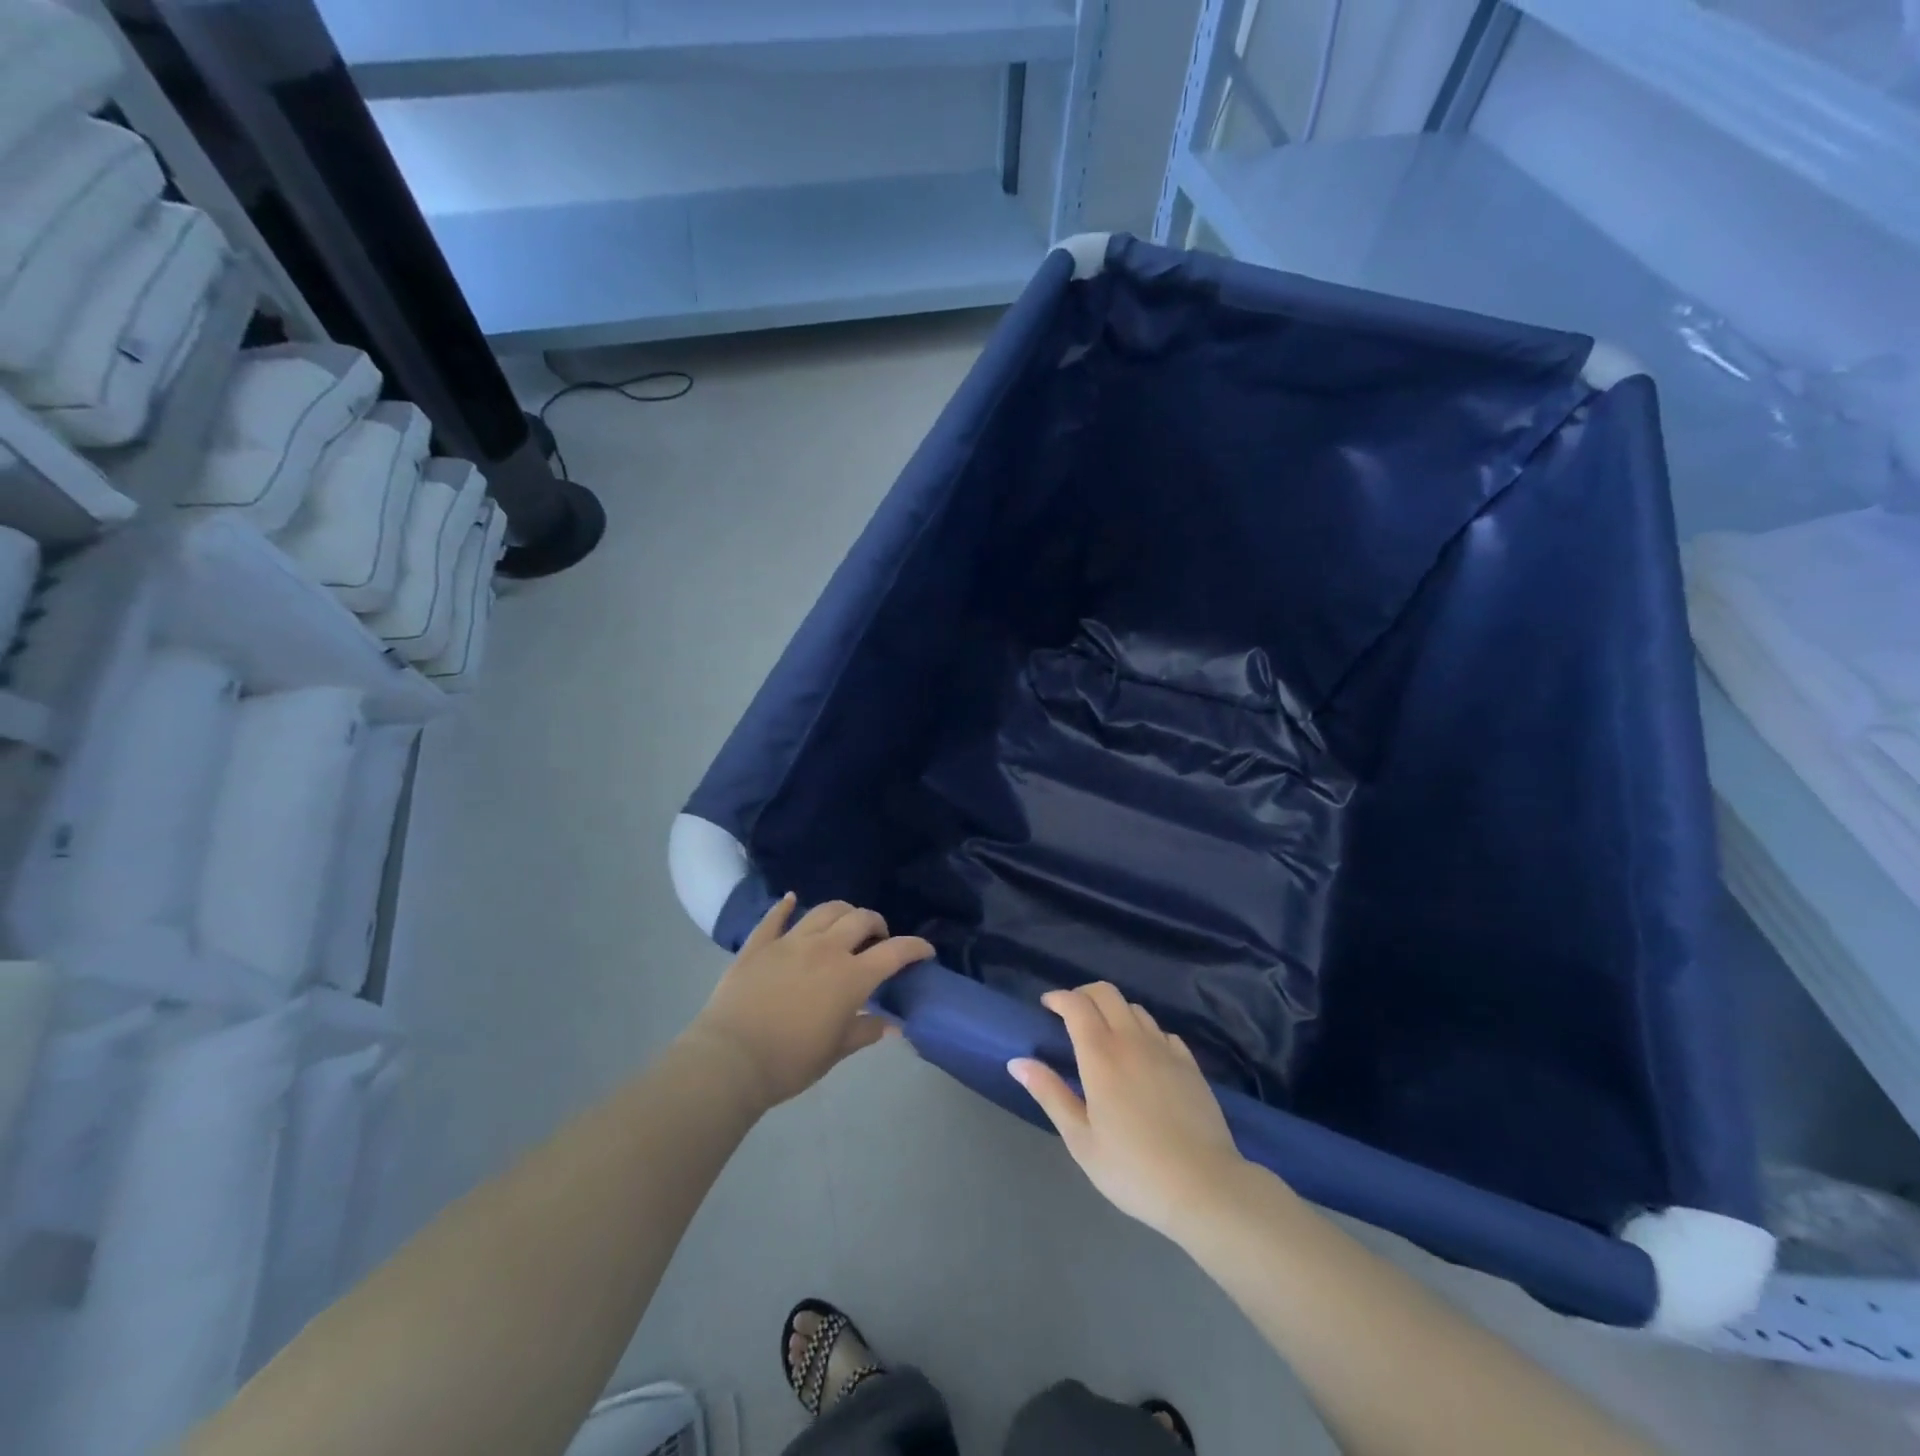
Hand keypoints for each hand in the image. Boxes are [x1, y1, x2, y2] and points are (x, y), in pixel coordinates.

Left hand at [685, 894, 933, 1109]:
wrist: (730, 1059)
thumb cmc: (790, 1062)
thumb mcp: (835, 1052)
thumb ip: (865, 1030)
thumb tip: (893, 1025)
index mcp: (851, 976)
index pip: (895, 952)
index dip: (915, 948)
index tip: (925, 951)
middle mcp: (825, 949)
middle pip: (861, 919)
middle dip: (877, 924)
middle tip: (878, 939)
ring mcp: (790, 941)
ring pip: (824, 910)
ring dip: (842, 912)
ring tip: (843, 925)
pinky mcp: (759, 944)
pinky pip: (775, 916)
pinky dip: (785, 906)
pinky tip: (790, 899)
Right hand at [1010, 983, 1249, 1240]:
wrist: (1205, 1187)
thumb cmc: (1133, 1169)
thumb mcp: (1081, 1140)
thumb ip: (1050, 1094)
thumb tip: (1018, 1061)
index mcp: (1101, 1055)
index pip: (1076, 1004)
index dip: (1058, 998)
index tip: (1046, 1006)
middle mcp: (1133, 1040)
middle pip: (1107, 993)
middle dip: (1084, 995)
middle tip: (1071, 1015)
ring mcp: (1165, 1049)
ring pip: (1135, 1009)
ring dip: (1114, 1012)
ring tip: (1105, 1036)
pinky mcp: (1190, 1064)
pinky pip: (1161, 1032)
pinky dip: (1144, 1032)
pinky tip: (1142, 1057)